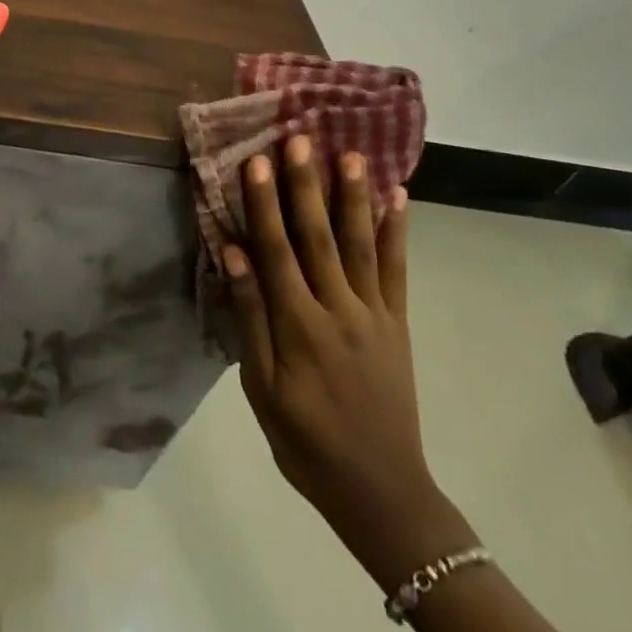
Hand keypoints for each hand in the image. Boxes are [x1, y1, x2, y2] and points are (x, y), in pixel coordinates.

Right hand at [225, 136, 461, 580]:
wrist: (382, 493)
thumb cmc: (304, 440)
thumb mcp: (261, 388)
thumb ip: (249, 317)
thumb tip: (233, 254)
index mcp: (299, 326)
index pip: (276, 251)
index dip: (264, 204)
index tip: (256, 160)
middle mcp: (338, 310)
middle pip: (318, 236)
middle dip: (307, 184)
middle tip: (301, 138)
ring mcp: (374, 315)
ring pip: (361, 244)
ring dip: (353, 197)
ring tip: (351, 154)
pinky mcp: (398, 325)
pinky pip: (397, 272)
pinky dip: (397, 233)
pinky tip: (398, 199)